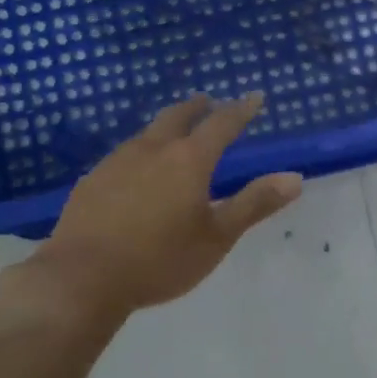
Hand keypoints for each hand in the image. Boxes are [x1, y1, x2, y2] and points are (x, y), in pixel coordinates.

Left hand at [0, 94, 301, 334]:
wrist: (81, 279)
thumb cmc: (160, 260)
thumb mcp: (217, 237)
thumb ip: (254, 204)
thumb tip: (295, 178)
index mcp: (189, 160)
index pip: (222, 123)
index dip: (241, 109)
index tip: (255, 97)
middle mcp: (152, 149)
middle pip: (178, 116)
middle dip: (198, 107)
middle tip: (208, 103)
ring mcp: (116, 162)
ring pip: (147, 133)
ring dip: (166, 127)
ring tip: (174, 134)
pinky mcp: (91, 180)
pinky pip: (123, 155)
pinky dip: (140, 152)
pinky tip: (136, 172)